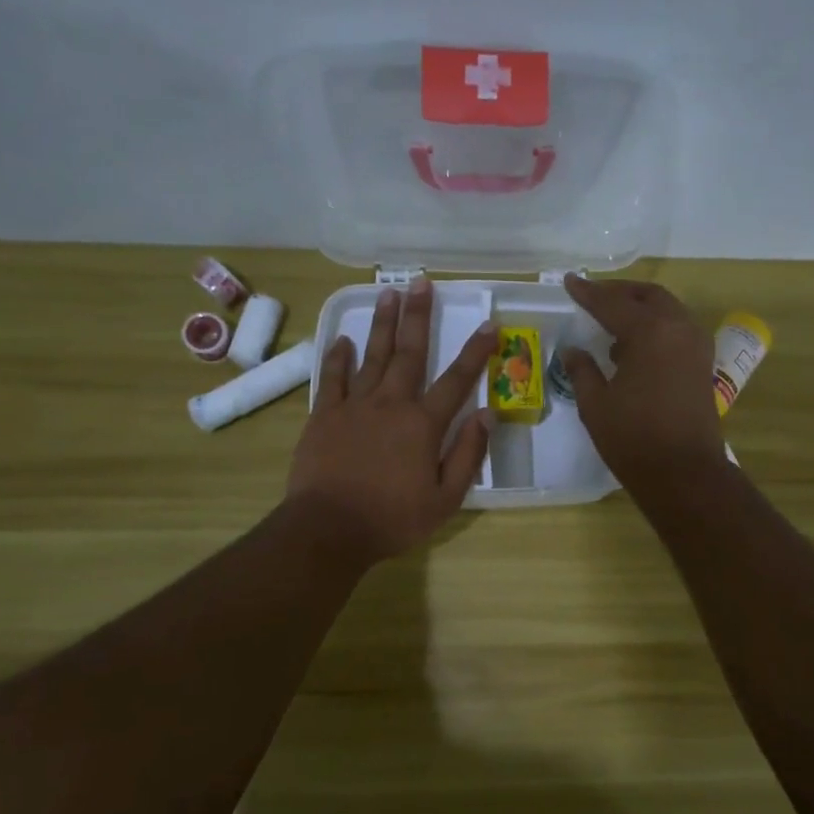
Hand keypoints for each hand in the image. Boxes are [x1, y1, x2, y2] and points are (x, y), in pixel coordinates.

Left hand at [288, 277, 495, 564]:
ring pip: (371, 356)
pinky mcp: (324, 416)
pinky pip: (332, 378)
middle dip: (418, 316)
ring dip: (381, 324)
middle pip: (409, 353)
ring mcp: (354, 406)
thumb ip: (468, 454)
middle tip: (422, 283)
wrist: (329, 529)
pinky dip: (337, 357)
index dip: (476, 352)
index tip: (489, 325)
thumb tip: (487, 415)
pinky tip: (343, 339)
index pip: (457, 381)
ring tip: (388, 293)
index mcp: (423, 424)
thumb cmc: (393, 519)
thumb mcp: (445, 498)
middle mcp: (390, 404)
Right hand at [560, 274, 725, 494]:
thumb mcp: (596, 405)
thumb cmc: (634, 439)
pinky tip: (635, 347)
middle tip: (593, 296)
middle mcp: (678, 328)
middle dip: (619, 292)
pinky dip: (656, 326)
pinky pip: (677, 329)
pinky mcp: (702, 365)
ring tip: (612, 320)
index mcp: (650, 332)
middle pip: (648, 296)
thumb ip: (582, 370)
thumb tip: (573, 350)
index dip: (587, 293)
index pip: (612, 303)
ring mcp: (696, 346)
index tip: (569, 282)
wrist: (684, 473)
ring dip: (640, 308)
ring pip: (667, 310)